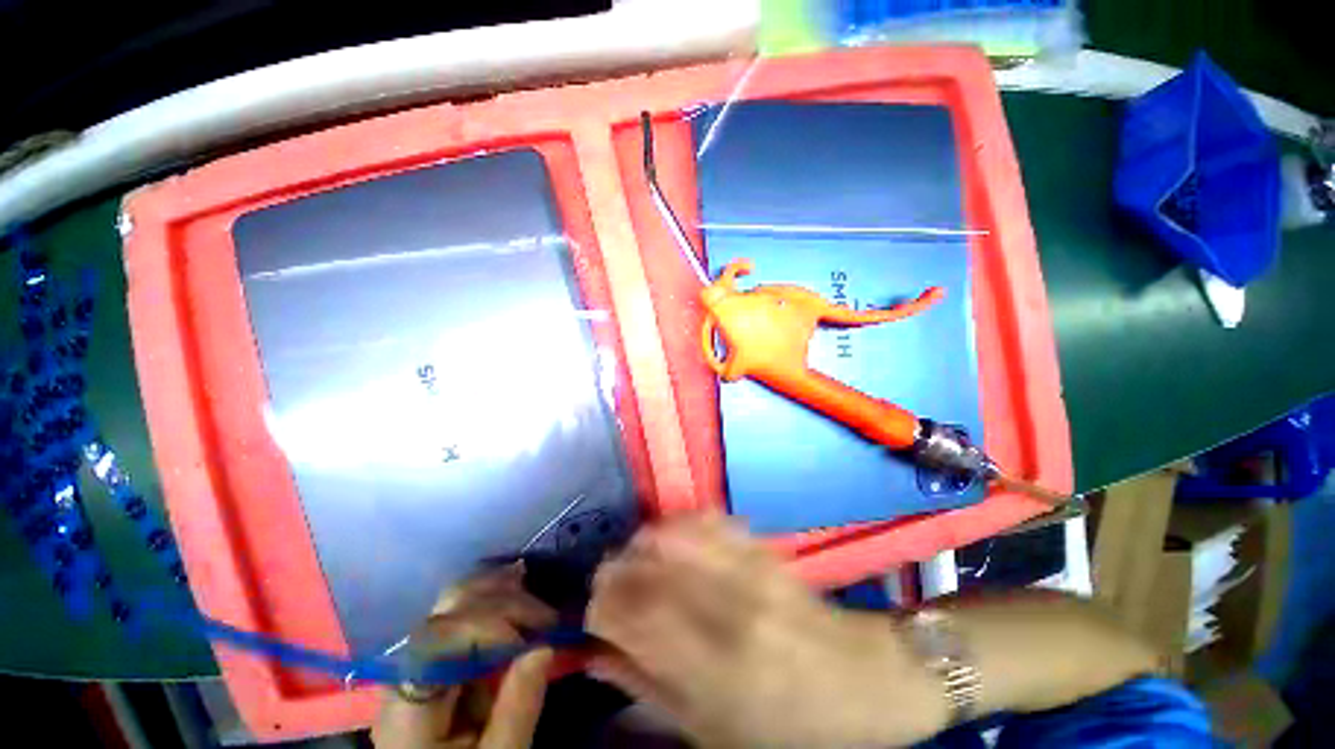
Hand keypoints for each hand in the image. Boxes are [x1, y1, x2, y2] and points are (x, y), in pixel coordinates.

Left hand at [373, 564, 556, 748]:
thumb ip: (517, 709)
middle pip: (448, 609)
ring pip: (453, 601)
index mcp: (410, 705)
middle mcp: (404, 670)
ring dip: (500, 591)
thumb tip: (545, 645)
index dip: (492, 625)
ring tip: (536, 598)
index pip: (443, 637)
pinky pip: (460, 612)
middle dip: (504, 601)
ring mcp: (414, 658)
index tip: (536, 639)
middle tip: (547, 616)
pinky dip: (492, 597)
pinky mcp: (431, 655)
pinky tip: (516, 591)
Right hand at [586, 515, 946, 747]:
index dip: (599, 603)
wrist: (863, 682)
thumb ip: (645, 688)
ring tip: (638, 560)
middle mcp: (725, 603)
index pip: (627, 609)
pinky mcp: (762, 547)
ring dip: (643, 543)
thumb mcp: (710, 732)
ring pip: (672, 532)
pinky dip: (680, 524)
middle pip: (644, 564)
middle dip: (614, 570)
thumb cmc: (787, 727)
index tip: (593, 610)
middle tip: (610, 584)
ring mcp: (747, 566)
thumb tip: (595, 655)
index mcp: (710, 664)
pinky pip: (707, 518)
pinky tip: (672, 538)